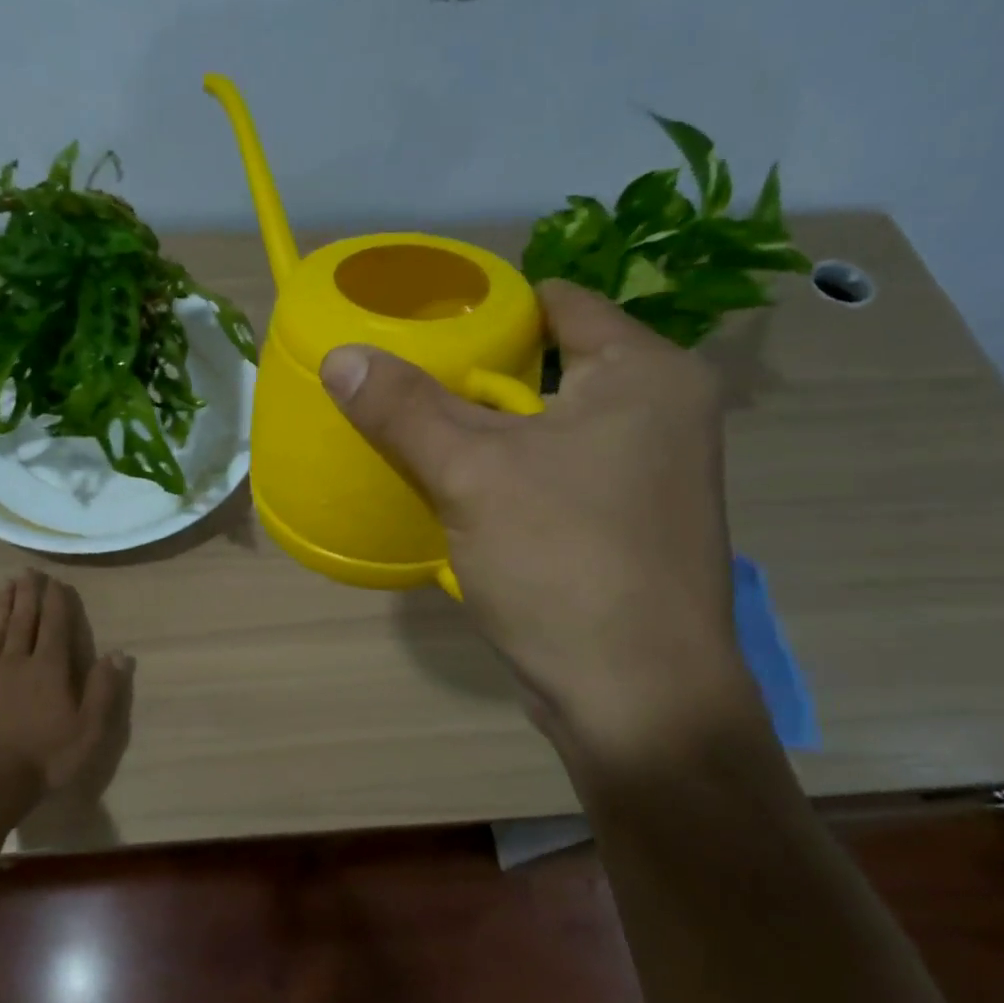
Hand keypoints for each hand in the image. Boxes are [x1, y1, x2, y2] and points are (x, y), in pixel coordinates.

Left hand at [0, 570, 133, 801]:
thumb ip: (103, 688)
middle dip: (27, 594)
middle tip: (27, 571)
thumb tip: (117, 652)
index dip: (57, 602)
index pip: (55, 626)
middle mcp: (18, 662)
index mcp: (50, 669)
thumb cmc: (47, 757)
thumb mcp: (89, 728)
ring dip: (2, 606)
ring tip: (4, 584)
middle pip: (24, 621)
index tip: (56, 581)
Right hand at [320, 279, 752, 759]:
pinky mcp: (628, 524)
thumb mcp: (472, 474)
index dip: (488, 308)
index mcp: (646, 375)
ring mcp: (649, 474)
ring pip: (549, 426)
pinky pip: (556, 473)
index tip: (424, 324)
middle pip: (550, 366)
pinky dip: (510, 472)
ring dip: (489, 429)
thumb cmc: (564, 561)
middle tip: (406, 379)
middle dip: (477, 374)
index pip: (558, 304)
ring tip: (419, 429)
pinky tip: (458, 488)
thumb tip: (341, 356)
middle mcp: (661, 413)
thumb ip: (405, 409)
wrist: (636, 698)